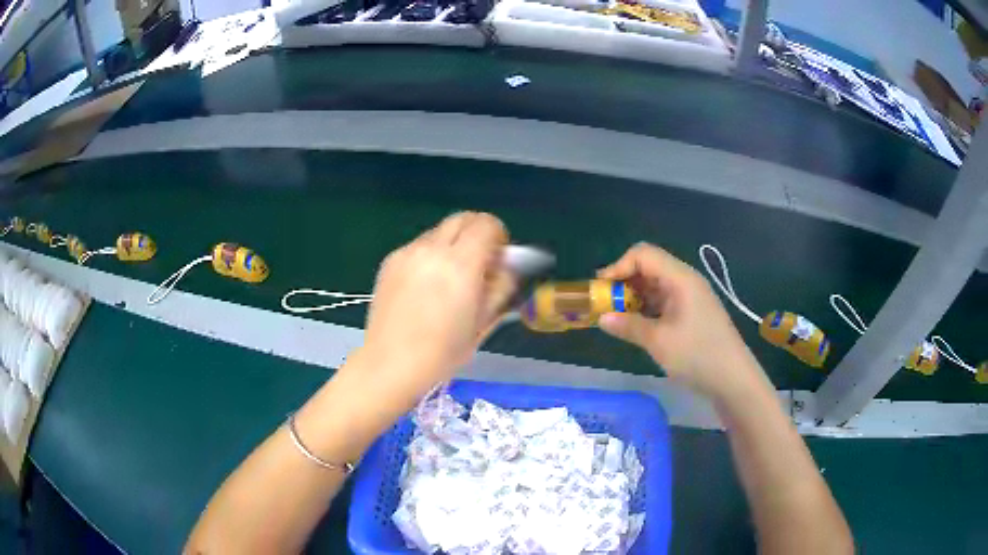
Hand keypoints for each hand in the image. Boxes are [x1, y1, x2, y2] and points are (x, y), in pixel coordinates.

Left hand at [352, 212, 514, 407]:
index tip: (498, 260)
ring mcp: (407, 253)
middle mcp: (432, 249)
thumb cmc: (442, 352)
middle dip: (477, 233)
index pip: (487, 224)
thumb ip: (501, 287)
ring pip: (439, 231)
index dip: (499, 236)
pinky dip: (431, 255)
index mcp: (460, 264)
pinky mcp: (389, 261)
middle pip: (463, 218)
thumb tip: (506, 267)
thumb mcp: (483, 323)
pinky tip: (425, 287)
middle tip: (479, 263)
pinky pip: (419, 246)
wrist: (390, 364)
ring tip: (449, 279)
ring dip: (453, 244)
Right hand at [597, 243, 762, 400]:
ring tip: (617, 318)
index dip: (618, 266)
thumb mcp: (659, 342)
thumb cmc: (697, 355)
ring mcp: (690, 297)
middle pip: (648, 267)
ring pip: (655, 285)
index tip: (601, 290)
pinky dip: (646, 308)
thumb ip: (628, 326)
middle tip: (605, 305)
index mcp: (680, 278)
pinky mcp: (692, 312)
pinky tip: (637, 325)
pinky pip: (663, 300)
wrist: (733, 379)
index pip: (643, 255)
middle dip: (623, 282)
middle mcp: (685, 280)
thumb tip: (601, 318)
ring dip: (634, 297)